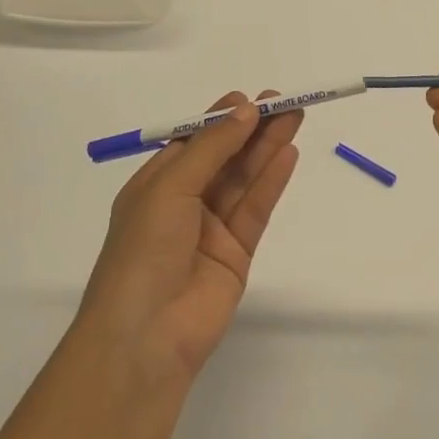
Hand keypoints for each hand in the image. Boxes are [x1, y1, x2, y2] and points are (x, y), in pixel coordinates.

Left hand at [75, 91, 300, 392]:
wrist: (144, 340)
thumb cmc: (143, 252)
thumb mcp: (170, 188)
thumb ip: (212, 149)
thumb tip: (245, 110)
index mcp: (155, 186)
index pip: (193, 142)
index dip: (221, 119)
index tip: (251, 98)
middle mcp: (183, 204)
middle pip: (225, 157)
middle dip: (252, 129)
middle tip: (284, 102)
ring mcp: (211, 230)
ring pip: (244, 180)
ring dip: (267, 148)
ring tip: (295, 117)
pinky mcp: (237, 254)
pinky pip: (256, 209)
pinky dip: (272, 181)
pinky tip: (289, 154)